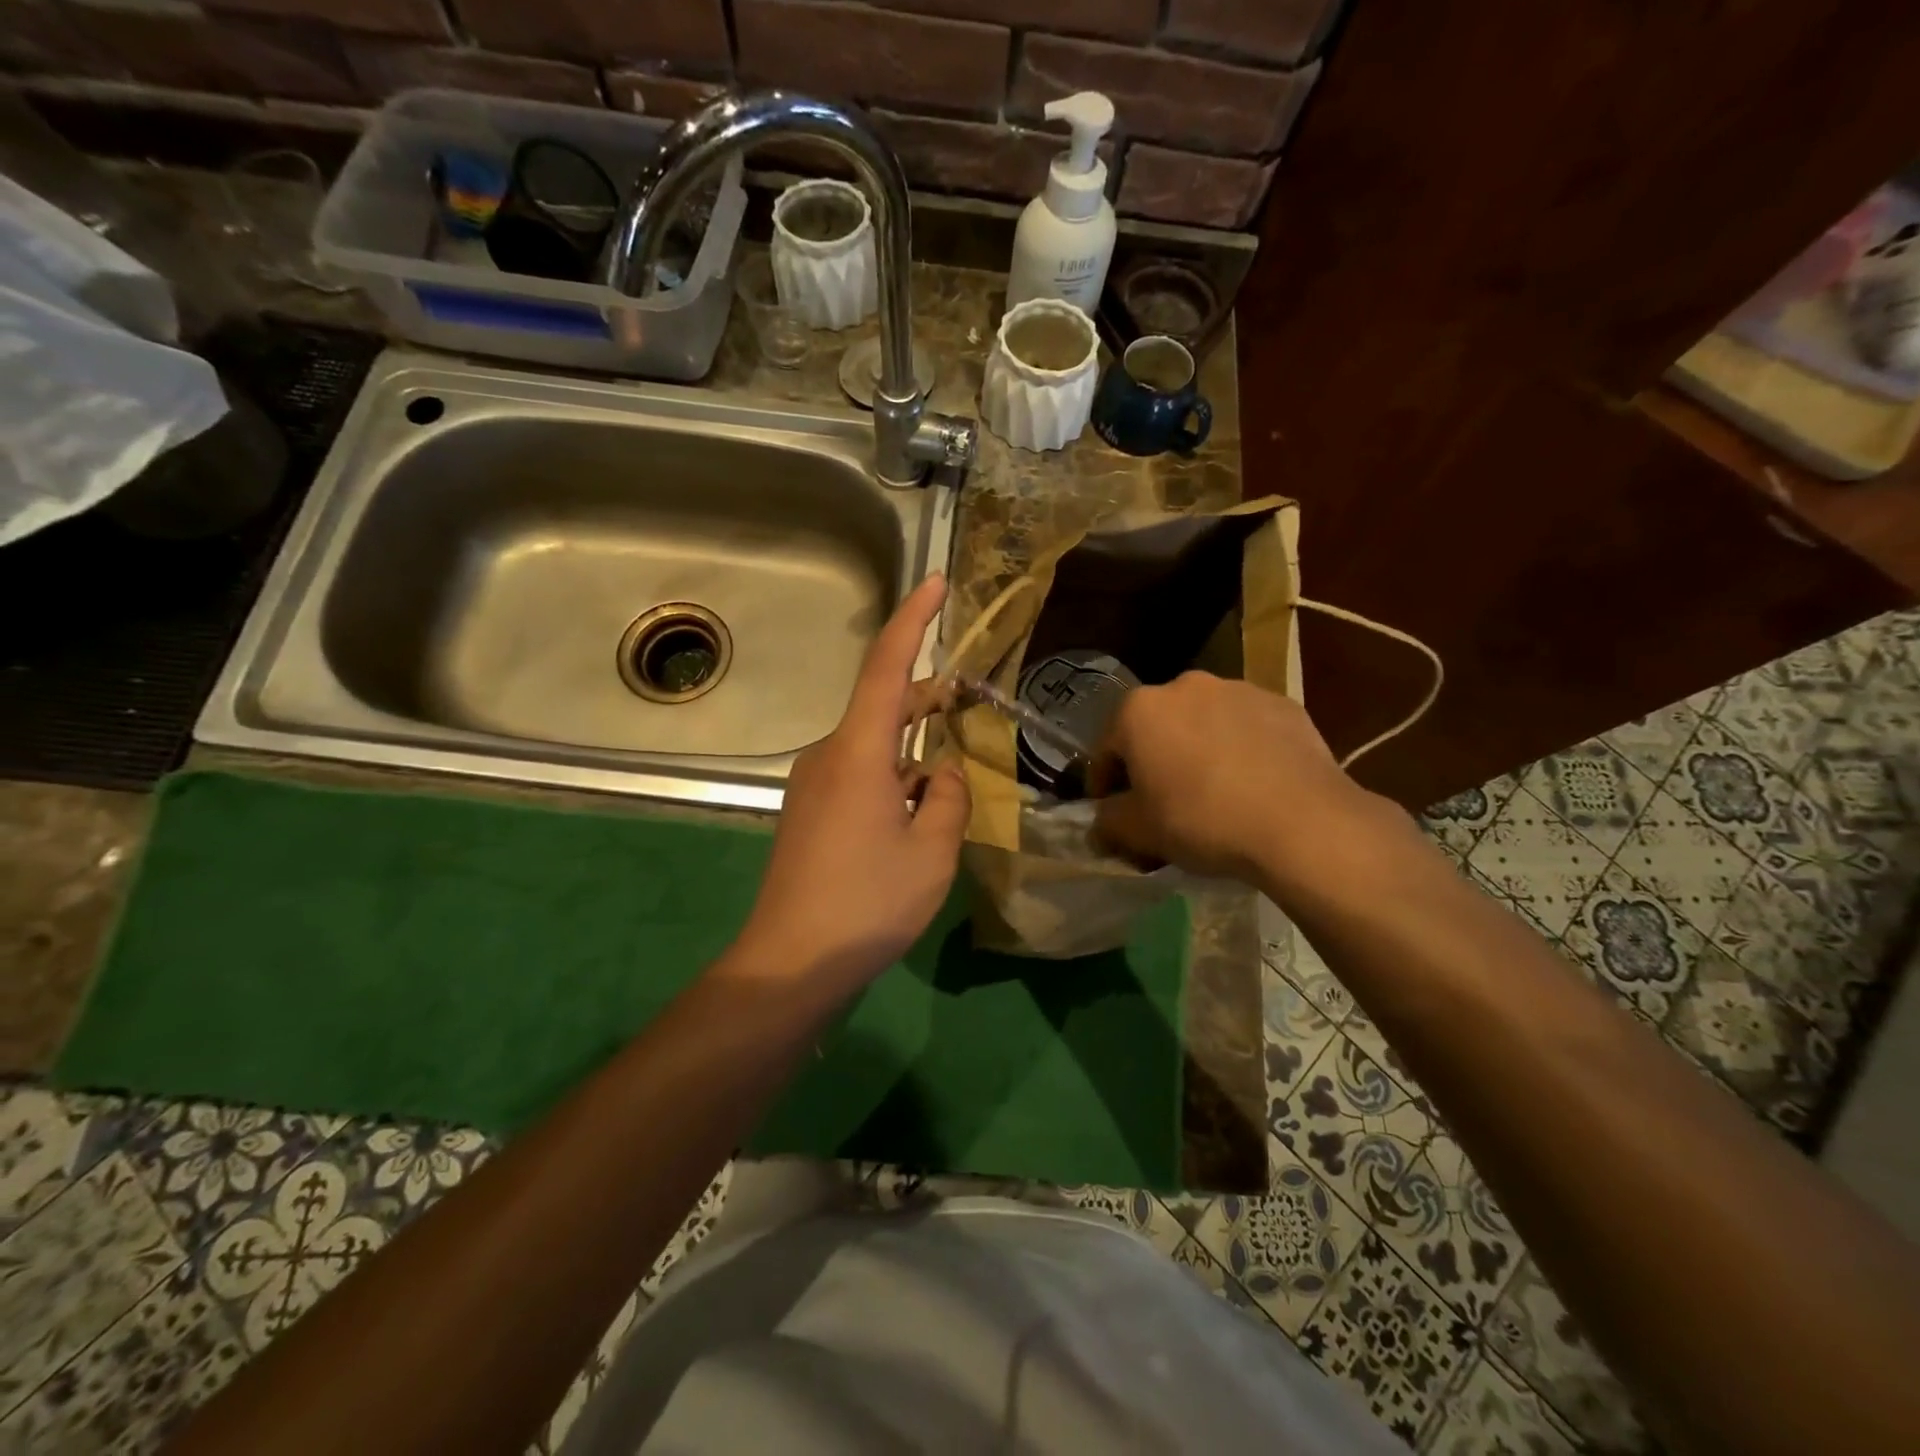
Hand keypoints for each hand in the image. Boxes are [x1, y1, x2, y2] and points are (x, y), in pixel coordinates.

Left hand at [728, 575, 969, 994]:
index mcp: (858, 751)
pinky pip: (858, 773)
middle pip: (881, 705)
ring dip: (913, 748)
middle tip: (971, 701)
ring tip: (951, 778)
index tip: (935, 584)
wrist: (790, 961)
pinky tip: (916, 814)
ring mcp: (812, 783)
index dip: (912, 620)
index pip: (887, 666)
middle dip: (927, 698)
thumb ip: (948, 797)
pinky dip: (893, 776)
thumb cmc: (868, 902)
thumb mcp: (932, 851)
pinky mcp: (808, 811)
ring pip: (872, 745)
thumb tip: (943, 772)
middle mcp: (828, 754)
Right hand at [1092, 672, 1368, 884]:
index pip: (1106, 750)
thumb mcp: (1139, 831)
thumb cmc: (1202, 820)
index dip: (1105, 787)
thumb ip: (1107, 822)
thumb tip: (1100, 825)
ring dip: (1196, 752)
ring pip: (1201, 725)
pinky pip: (1245, 729)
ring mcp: (1237, 690)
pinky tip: (1251, 786)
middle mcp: (1184, 686)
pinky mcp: (1282, 704)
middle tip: (1162, 806)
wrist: (1302, 822)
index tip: (1113, 815)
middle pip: (1155, 730)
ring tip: (1212, 795)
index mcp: (1139, 710)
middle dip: (1153, 764)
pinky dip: (1239, 750)